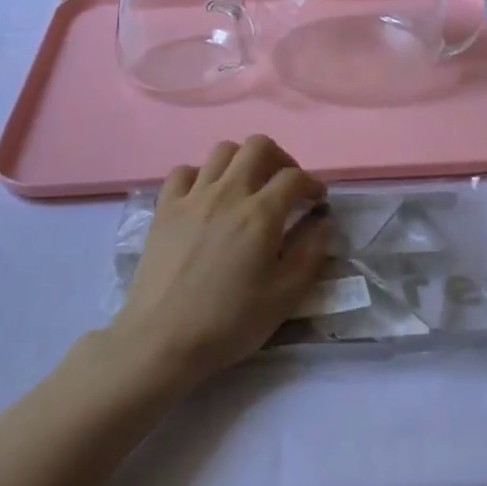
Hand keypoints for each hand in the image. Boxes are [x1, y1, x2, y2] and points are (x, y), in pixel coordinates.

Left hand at [109, 135, 333, 382]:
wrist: (162, 339)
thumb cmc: (230, 321)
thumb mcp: (285, 296)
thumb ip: (311, 253)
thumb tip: (323, 222)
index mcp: (261, 214)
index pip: (295, 177)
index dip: (313, 184)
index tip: (317, 202)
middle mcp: (228, 193)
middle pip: (258, 146)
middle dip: (280, 159)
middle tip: (285, 186)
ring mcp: (192, 197)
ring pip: (222, 151)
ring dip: (242, 161)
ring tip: (248, 187)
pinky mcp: (164, 208)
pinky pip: (184, 172)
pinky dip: (201, 175)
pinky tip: (206, 197)